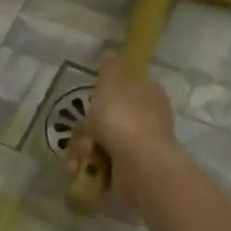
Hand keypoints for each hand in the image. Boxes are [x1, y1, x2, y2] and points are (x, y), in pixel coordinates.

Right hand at [65, 55, 176, 201]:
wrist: (138, 164)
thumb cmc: (123, 116)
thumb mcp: (112, 80)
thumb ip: (110, 67)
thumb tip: (110, 56)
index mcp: (149, 94)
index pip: (126, 89)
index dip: (104, 96)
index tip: (90, 104)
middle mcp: (149, 120)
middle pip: (108, 120)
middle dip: (88, 130)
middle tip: (83, 135)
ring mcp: (141, 149)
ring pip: (101, 145)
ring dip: (83, 151)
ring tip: (81, 157)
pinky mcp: (132, 174)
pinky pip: (102, 168)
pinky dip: (89, 170)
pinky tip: (81, 171)